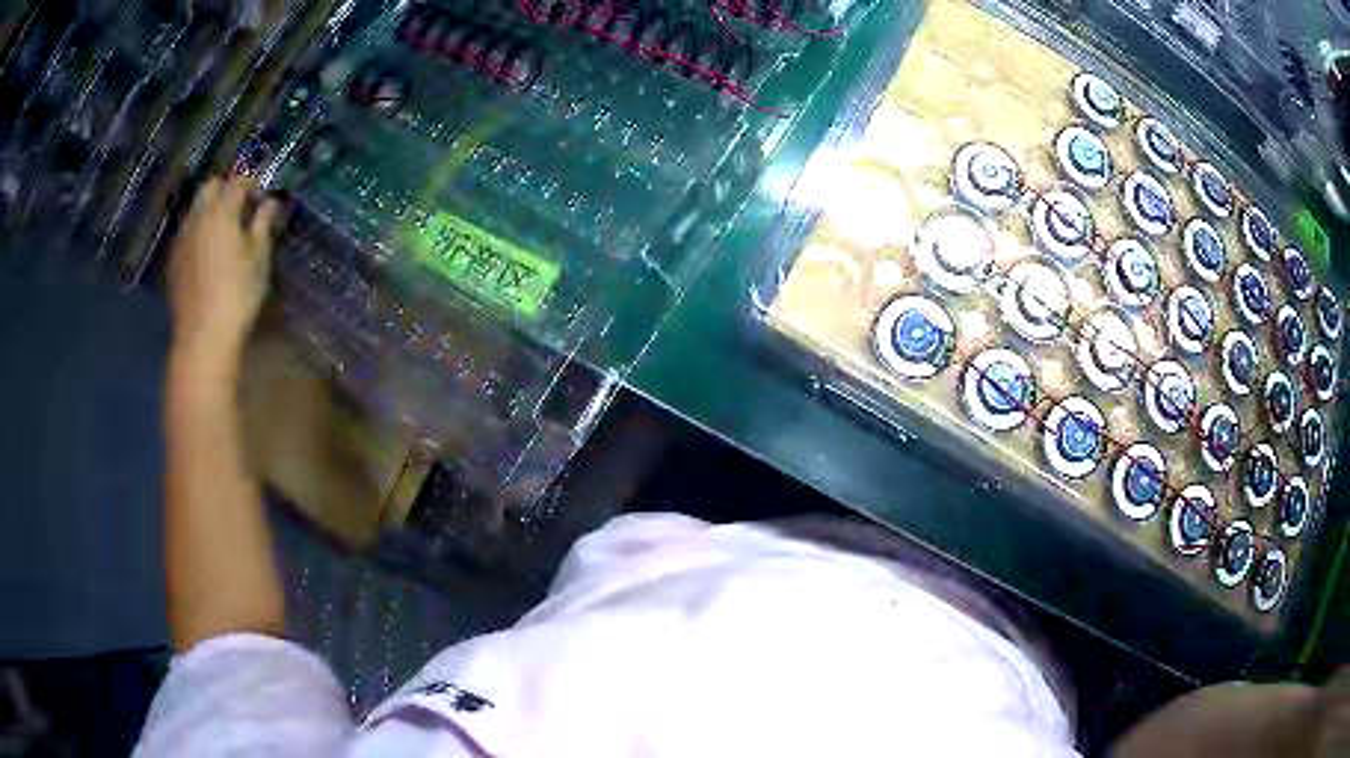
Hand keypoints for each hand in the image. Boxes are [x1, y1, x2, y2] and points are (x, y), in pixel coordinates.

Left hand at [169, 175, 280, 369]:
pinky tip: (207, 253)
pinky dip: (198, 232)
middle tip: (241, 210)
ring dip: (210, 211)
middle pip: (210, 187)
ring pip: (195, 209)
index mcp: (222, 211)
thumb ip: (263, 225)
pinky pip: (186, 233)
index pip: (238, 181)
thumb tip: (270, 202)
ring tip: (224, 232)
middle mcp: (198, 217)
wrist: (202, 337)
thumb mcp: (259, 258)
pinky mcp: (173, 261)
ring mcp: (182, 239)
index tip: (263, 200)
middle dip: (226, 190)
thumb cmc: (237, 295)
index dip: (253, 185)